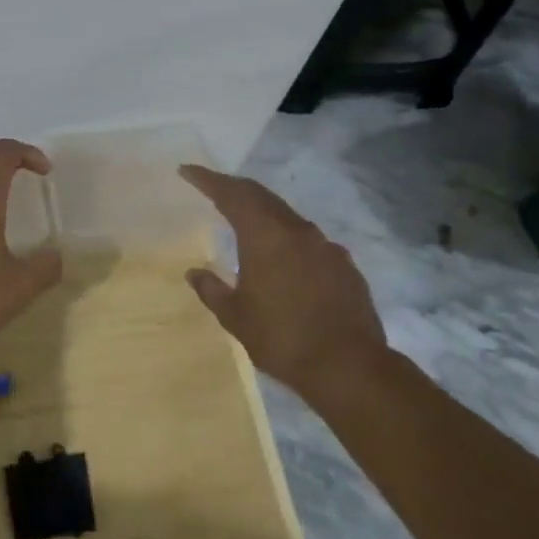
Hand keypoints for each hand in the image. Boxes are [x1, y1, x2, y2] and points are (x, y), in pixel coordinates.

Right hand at [178, 164, 388, 400]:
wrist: (350, 367)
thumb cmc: (282, 338)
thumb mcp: (235, 317)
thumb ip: (212, 289)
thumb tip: (194, 273)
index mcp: (265, 236)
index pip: (231, 194)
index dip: (207, 179)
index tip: (188, 170)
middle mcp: (296, 231)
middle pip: (260, 196)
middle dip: (234, 188)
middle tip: (213, 187)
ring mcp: (325, 246)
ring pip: (286, 216)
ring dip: (262, 211)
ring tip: (245, 220)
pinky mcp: (344, 265)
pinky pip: (308, 240)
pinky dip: (288, 237)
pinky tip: (284, 258)